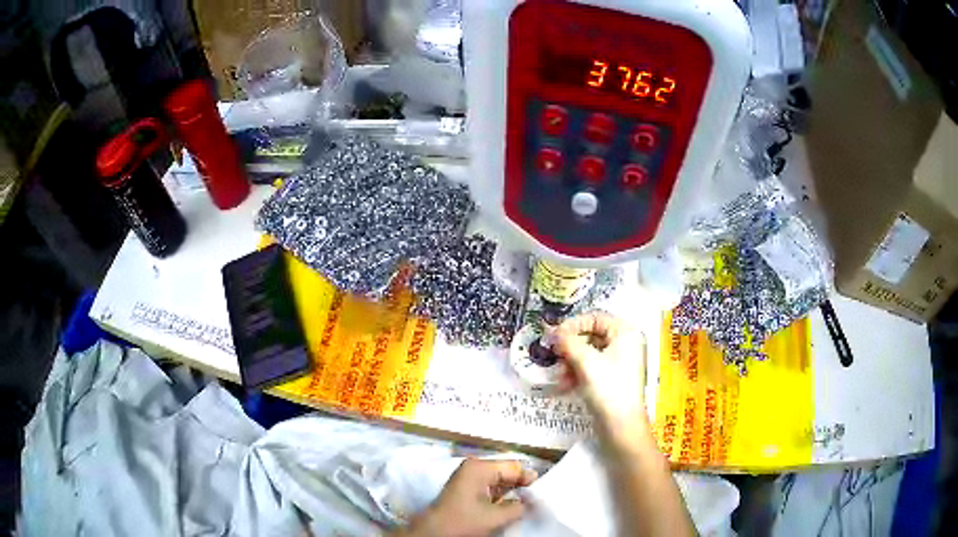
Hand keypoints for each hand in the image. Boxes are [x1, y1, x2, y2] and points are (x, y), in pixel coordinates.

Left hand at [401, 459, 537, 536]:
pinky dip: (501, 497)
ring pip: (500, 481)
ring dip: (512, 492)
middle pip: (507, 472)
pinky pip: (491, 487)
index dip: (530, 479)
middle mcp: (474, 467)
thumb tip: (534, 501)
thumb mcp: (496, 516)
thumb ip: (520, 506)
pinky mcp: (466, 488)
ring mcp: (469, 477)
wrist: (434, 533)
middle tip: (538, 498)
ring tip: (526, 503)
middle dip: (522, 486)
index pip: (514, 467)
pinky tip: (511, 506)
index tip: (544, 492)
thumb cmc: (463, 522)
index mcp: (479, 467)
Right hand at [549, 312, 646, 432]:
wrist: (621, 426)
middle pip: (592, 335)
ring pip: (589, 353)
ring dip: (571, 362)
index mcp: (625, 333)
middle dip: (571, 346)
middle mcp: (625, 344)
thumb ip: (568, 342)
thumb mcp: (585, 362)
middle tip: (555, 355)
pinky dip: (578, 373)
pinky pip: (592, 368)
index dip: (574, 324)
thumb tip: (553, 331)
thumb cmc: (608, 388)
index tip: (555, 336)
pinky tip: (566, 385)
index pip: (595, 317)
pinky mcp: (613, 379)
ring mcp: (620, 362)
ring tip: (560, 375)